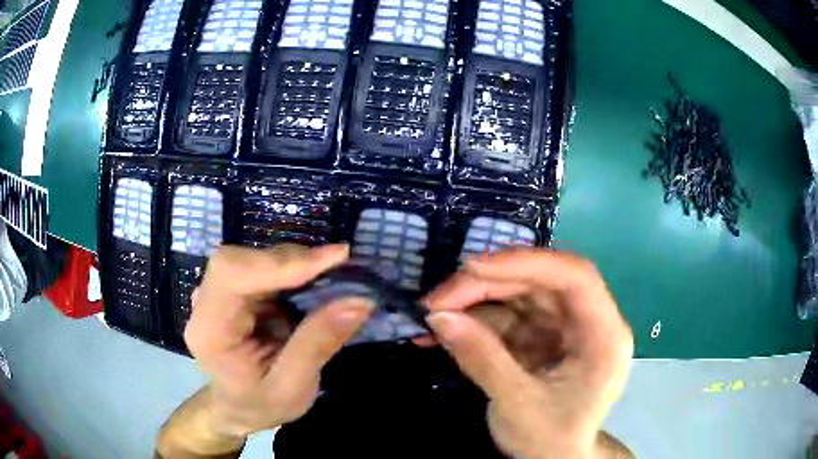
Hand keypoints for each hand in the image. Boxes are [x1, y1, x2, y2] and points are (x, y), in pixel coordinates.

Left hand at [184, 244, 372, 437]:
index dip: (279, 262)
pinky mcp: (233, 289)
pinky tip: (314, 282)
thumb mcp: (292, 388)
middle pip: (242, 259)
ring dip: (296, 264)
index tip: (334, 258)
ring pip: (254, 257)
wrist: (238, 407)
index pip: (232, 274)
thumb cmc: (260, 404)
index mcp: (210, 330)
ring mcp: (216, 292)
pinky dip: (292, 270)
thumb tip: (358, 301)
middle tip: (340, 268)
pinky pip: (262, 266)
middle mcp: (205, 302)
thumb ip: (317, 345)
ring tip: (333, 278)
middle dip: (293, 262)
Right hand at [423, 249, 632, 458]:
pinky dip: (475, 321)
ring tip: (433, 314)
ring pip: (520, 296)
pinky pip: (509, 318)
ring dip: (475, 301)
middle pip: (540, 283)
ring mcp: (564, 329)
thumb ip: (481, 360)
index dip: (525, 263)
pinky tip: (445, 330)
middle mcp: (588, 322)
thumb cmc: (550, 441)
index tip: (472, 268)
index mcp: (604, 336)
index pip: (575, 277)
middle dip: (486, 286)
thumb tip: (438, 318)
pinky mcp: (543, 338)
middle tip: (436, 299)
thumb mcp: (517, 406)